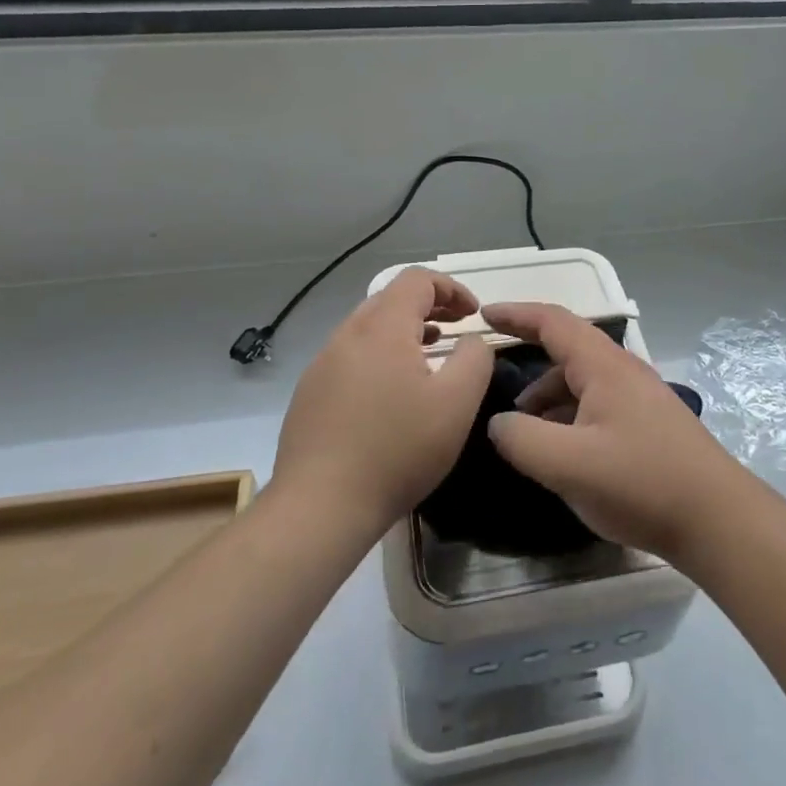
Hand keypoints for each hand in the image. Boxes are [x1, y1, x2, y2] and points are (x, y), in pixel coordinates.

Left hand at [273, 268, 493, 537]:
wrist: (319, 506)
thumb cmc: (397, 450)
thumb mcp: (456, 403)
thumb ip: (474, 358)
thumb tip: (471, 338)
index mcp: (382, 328)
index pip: (417, 279)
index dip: (451, 288)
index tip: (473, 313)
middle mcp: (347, 335)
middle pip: (391, 298)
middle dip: (429, 306)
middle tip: (456, 328)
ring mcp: (322, 363)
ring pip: (369, 328)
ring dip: (404, 331)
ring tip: (429, 355)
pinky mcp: (310, 392)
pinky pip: (351, 356)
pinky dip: (380, 355)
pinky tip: (391, 393)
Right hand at [480, 302, 749, 560]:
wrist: (718, 520)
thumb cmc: (641, 482)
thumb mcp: (569, 464)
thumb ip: (522, 439)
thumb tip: (498, 424)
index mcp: (604, 366)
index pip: (553, 322)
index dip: (516, 313)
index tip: (483, 314)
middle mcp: (623, 372)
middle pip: (567, 351)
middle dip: (528, 361)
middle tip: (493, 381)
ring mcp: (639, 399)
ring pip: (582, 383)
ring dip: (548, 398)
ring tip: (522, 431)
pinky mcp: (648, 426)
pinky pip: (596, 407)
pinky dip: (569, 418)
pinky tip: (561, 452)